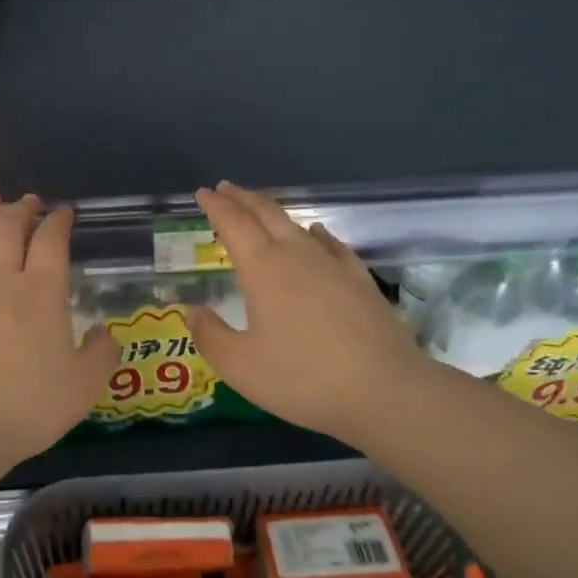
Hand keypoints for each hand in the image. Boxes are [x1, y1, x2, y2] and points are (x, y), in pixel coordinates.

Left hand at [0, 191, 116, 486]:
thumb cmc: (29, 408)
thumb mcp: (84, 386)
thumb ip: (101, 354)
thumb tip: (105, 333)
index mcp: (41, 295)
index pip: (51, 243)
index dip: (58, 222)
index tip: (64, 213)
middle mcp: (1, 283)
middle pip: (8, 232)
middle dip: (21, 211)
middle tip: (27, 201)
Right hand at [188, 182, 430, 444]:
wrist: (383, 389)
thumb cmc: (302, 377)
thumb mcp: (240, 366)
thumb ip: (210, 336)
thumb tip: (194, 311)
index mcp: (263, 269)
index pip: (234, 224)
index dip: (216, 207)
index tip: (203, 193)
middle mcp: (297, 255)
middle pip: (266, 214)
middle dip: (242, 199)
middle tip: (225, 189)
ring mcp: (333, 264)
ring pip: (297, 225)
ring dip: (273, 213)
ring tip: (260, 210)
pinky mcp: (360, 280)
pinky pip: (331, 244)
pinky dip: (314, 233)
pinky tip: (316, 234)